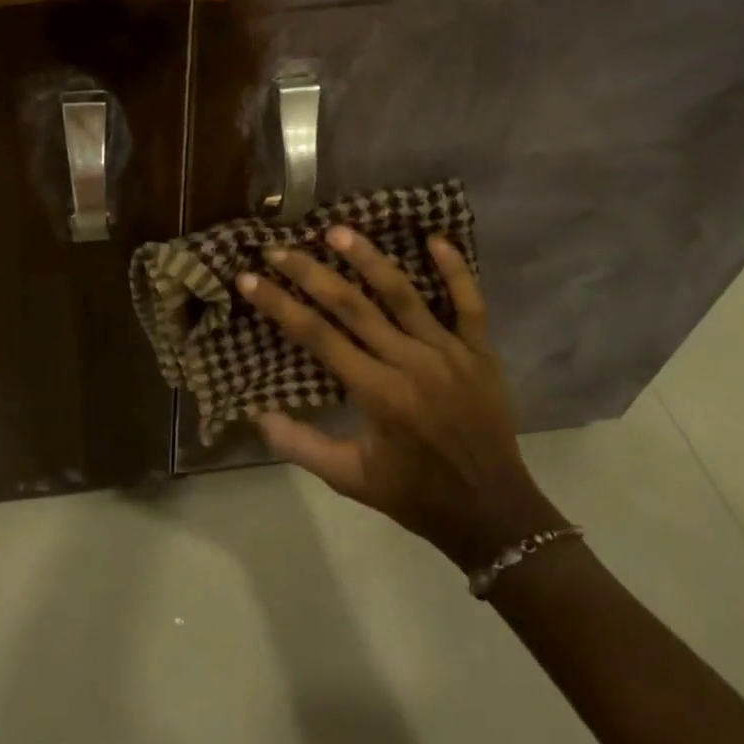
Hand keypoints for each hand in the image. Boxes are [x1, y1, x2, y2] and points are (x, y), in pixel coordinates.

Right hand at [236, 228, 558, 567]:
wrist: (493, 513)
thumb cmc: (415, 495)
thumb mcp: (350, 480)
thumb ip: (301, 446)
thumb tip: (256, 414)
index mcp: (378, 394)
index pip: (317, 336)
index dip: (279, 304)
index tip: (249, 278)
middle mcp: (411, 363)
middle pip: (353, 306)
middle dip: (310, 273)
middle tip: (279, 247)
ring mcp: (449, 352)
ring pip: (404, 294)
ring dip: (369, 258)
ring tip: (337, 230)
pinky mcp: (480, 351)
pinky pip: (470, 303)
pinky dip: (456, 270)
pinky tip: (436, 238)